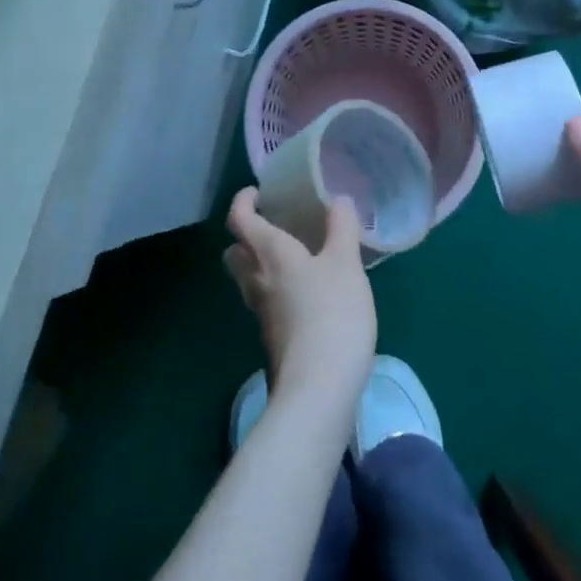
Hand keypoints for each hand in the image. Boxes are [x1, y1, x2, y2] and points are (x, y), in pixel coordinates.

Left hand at [224, 189, 376, 419]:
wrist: (319, 389)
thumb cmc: (332, 313)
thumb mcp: (346, 264)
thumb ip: (341, 228)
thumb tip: (338, 198)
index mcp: (270, 254)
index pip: (239, 220)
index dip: (242, 202)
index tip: (256, 192)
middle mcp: (257, 280)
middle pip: (234, 253)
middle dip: (245, 237)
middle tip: (272, 226)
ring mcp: (262, 314)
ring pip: (248, 280)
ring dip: (260, 265)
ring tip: (294, 258)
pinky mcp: (273, 339)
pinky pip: (266, 303)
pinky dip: (277, 290)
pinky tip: (306, 294)